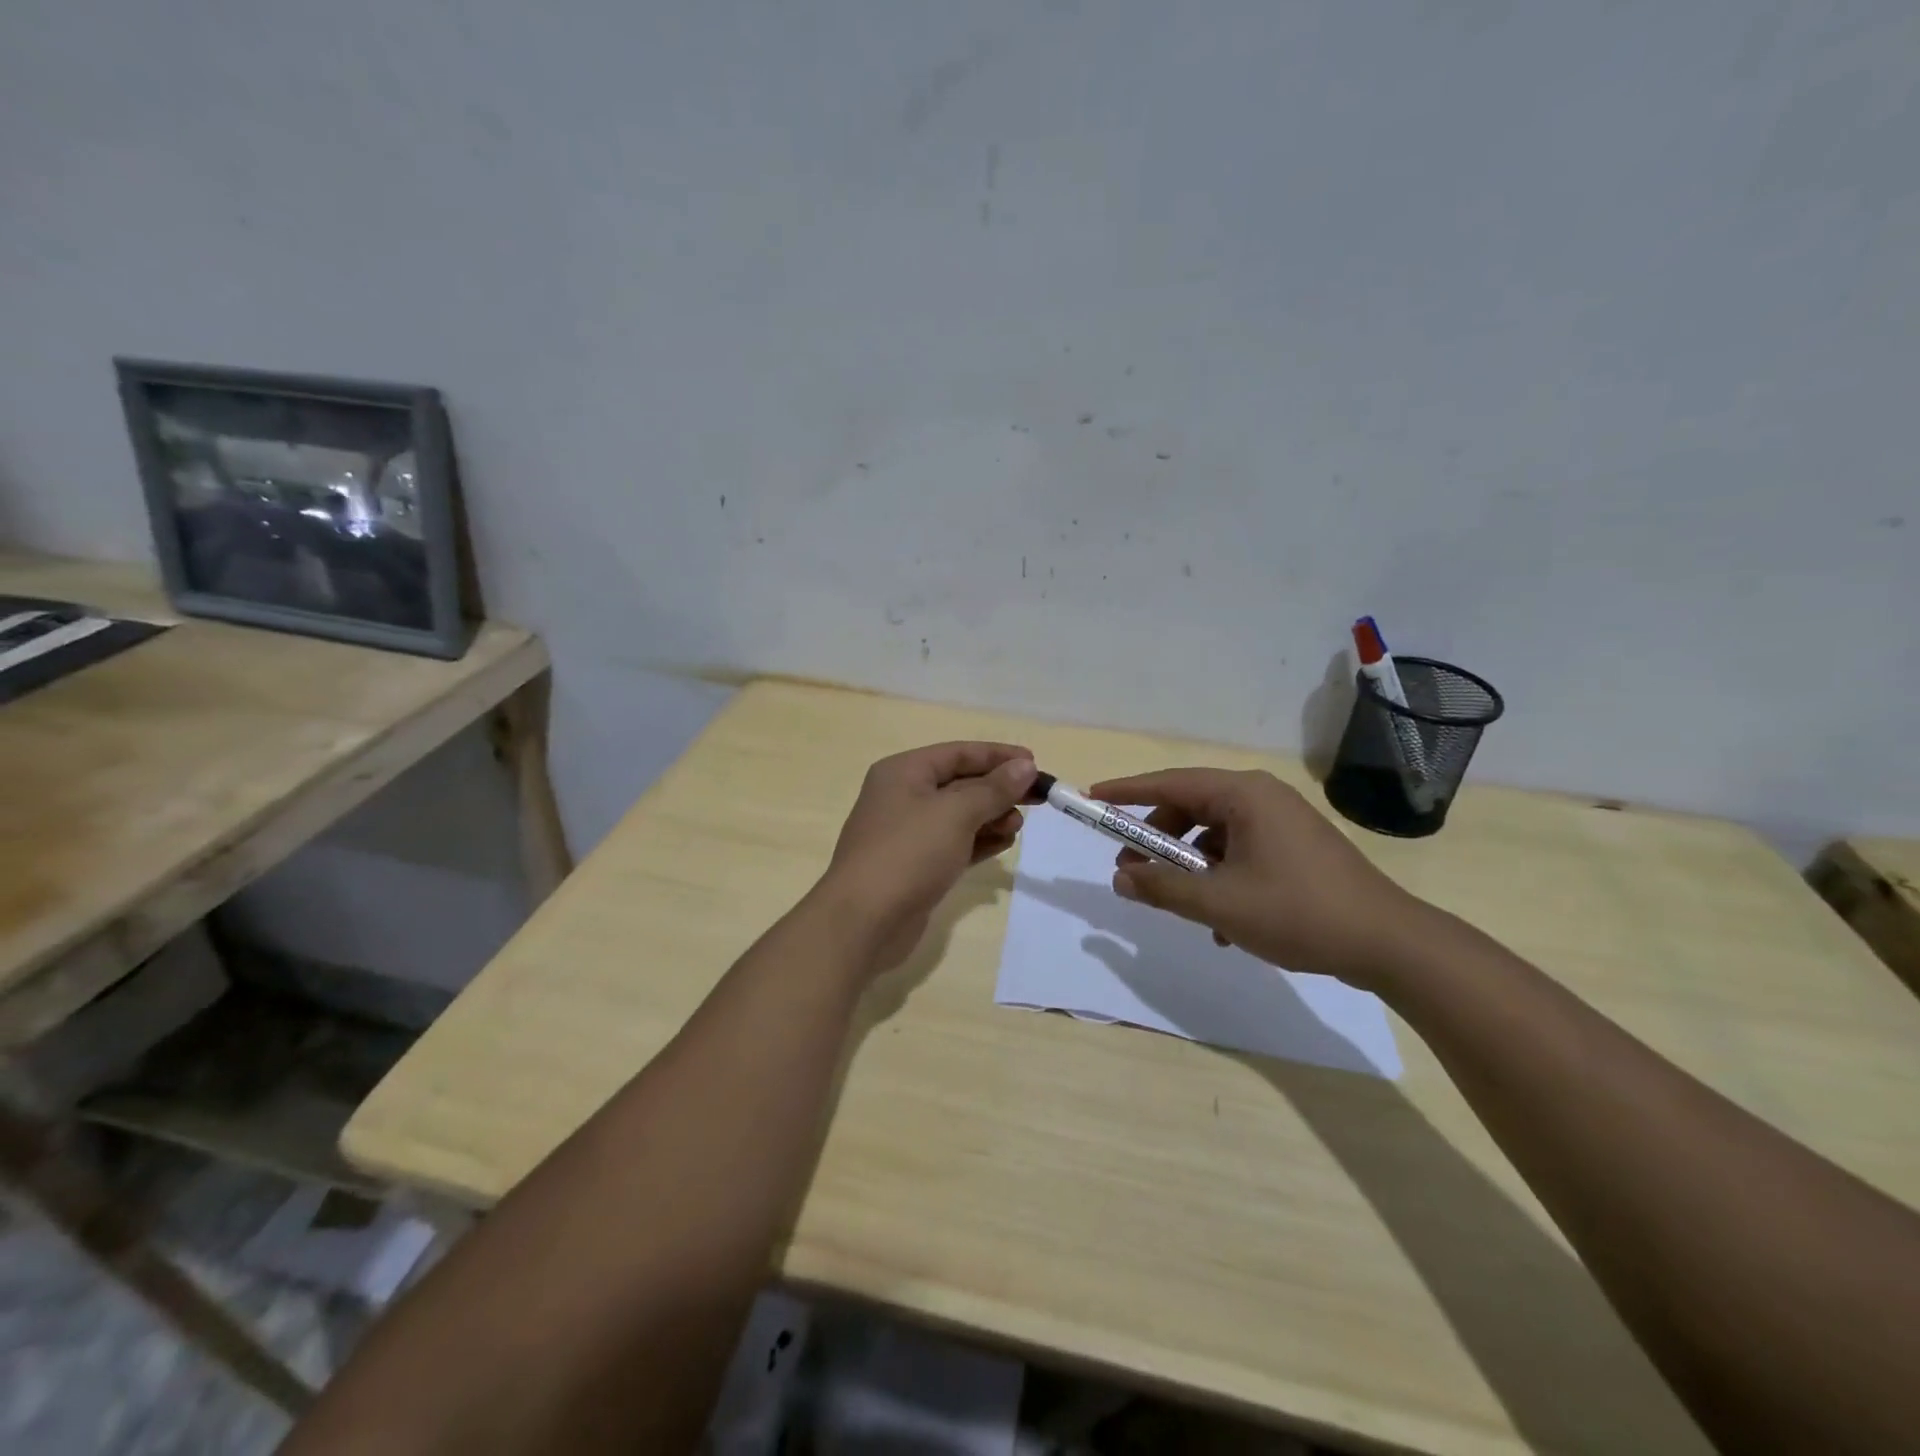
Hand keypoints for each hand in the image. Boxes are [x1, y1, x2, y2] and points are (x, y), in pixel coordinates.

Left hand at [818, 742, 1037, 974]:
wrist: (864, 921)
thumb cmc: (908, 853)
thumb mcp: (955, 813)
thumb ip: (993, 789)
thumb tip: (1024, 767)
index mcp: (904, 772)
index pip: (958, 753)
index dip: (997, 756)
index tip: (1034, 763)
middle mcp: (903, 796)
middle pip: (960, 783)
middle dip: (998, 789)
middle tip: (1038, 798)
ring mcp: (908, 833)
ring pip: (959, 816)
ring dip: (991, 817)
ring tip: (1018, 826)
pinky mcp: (917, 866)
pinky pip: (955, 844)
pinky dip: (980, 841)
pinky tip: (1005, 844)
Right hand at [1088, 768, 1429, 988]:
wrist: (1389, 944)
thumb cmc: (1298, 912)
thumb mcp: (1220, 904)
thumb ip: (1163, 889)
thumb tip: (1121, 878)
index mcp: (1243, 795)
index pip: (1170, 783)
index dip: (1127, 792)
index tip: (1092, 799)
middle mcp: (1261, 798)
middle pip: (1190, 809)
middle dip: (1156, 841)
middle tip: (1130, 871)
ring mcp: (1281, 822)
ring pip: (1213, 836)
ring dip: (1188, 868)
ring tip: (1176, 906)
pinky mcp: (1294, 848)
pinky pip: (1238, 852)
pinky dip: (1219, 879)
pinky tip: (1220, 924)